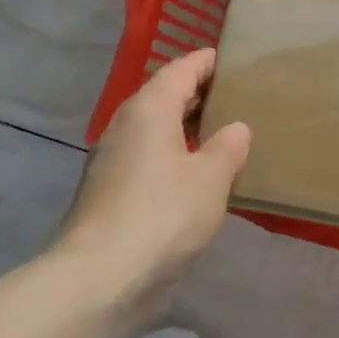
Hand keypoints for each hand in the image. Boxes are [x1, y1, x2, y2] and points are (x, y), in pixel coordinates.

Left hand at [59, 49, 250, 305]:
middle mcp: (126, 126)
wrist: (100, 278)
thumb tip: (236, 128)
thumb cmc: (163, 214)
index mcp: (149, 109)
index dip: (207, 62)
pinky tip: (199, 175)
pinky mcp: (111, 194)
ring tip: (225, 134)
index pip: (181, 69)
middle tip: (238, 96)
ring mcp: (113, 161)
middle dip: (200, 94)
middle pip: (165, 96)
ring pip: (157, 130)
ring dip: (188, 128)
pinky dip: (176, 156)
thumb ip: (228, 147)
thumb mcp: (211, 177)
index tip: (234, 59)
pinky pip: (150, 159)